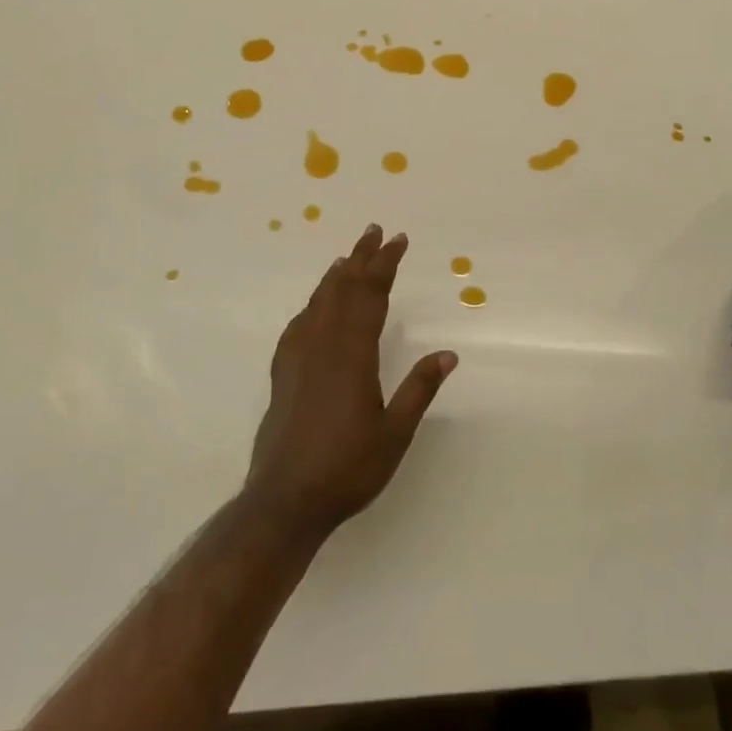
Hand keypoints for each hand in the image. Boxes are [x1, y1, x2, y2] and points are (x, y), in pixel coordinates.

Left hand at [244, 224, 457, 542]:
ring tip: (347, 258)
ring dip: (336, 276)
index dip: (385, 264)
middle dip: (361, 258)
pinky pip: (299, 324)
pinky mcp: (283, 374)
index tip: (397, 240)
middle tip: (374, 231)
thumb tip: (448, 354)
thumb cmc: (347, 468)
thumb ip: (419, 389)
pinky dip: (312, 305)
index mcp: (353, 354)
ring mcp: (298, 358)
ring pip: (318, 302)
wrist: (285, 499)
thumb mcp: (394, 433)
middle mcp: (323, 345)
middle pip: (343, 289)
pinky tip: (314, 307)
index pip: (371, 295)